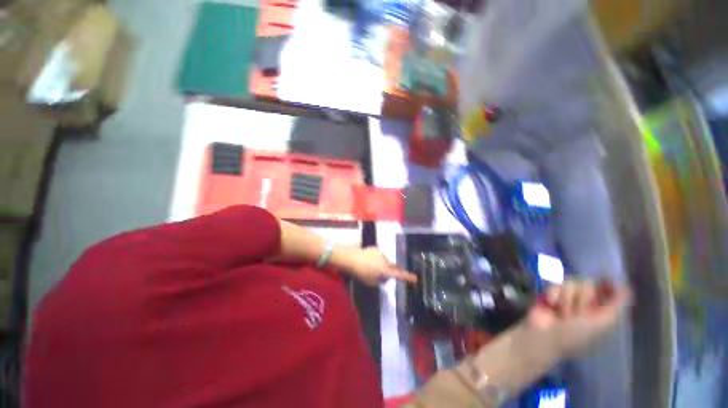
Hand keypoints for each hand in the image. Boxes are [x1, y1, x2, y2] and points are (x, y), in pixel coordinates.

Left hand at [336, 247, 416, 285]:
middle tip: (387, 275)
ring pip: (385, 261)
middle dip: (392, 270)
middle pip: (393, 266)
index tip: (415, 278)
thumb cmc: (360, 272)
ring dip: (382, 264)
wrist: (351, 258)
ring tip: (371, 268)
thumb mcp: (371, 282)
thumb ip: (380, 280)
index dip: (408, 277)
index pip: (399, 275)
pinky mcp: (375, 248)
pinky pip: (379, 256)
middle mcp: (385, 260)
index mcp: (385, 270)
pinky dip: (377, 259)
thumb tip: (384, 277)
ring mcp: (380, 253)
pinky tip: (368, 261)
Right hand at [524, 279, 631, 357]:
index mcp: (601, 312)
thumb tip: (627, 286)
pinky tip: (551, 304)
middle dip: (583, 297)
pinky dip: (553, 293)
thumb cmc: (576, 334)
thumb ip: (617, 305)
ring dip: (567, 298)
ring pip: (572, 282)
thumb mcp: (602, 324)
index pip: (609, 291)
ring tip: (562, 311)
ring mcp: (567, 297)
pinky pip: (555, 284)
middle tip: (579, 312)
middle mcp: (585, 303)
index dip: (609, 284)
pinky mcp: (551, 293)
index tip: (606, 277)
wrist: (544, 335)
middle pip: (588, 283)